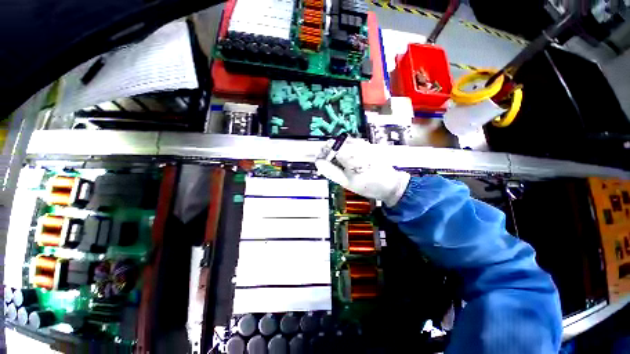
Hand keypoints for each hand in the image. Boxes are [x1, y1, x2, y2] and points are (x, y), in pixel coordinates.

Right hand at [315, 138, 409, 206]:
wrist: (390, 184)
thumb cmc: (367, 185)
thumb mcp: (345, 181)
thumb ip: (330, 171)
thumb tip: (318, 162)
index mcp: (350, 153)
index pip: (330, 145)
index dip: (323, 153)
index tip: (320, 162)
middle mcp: (357, 144)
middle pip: (336, 142)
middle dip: (329, 152)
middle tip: (328, 165)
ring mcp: (363, 143)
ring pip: (343, 142)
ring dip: (337, 151)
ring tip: (338, 164)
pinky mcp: (367, 145)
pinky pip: (351, 144)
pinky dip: (345, 150)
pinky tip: (348, 161)